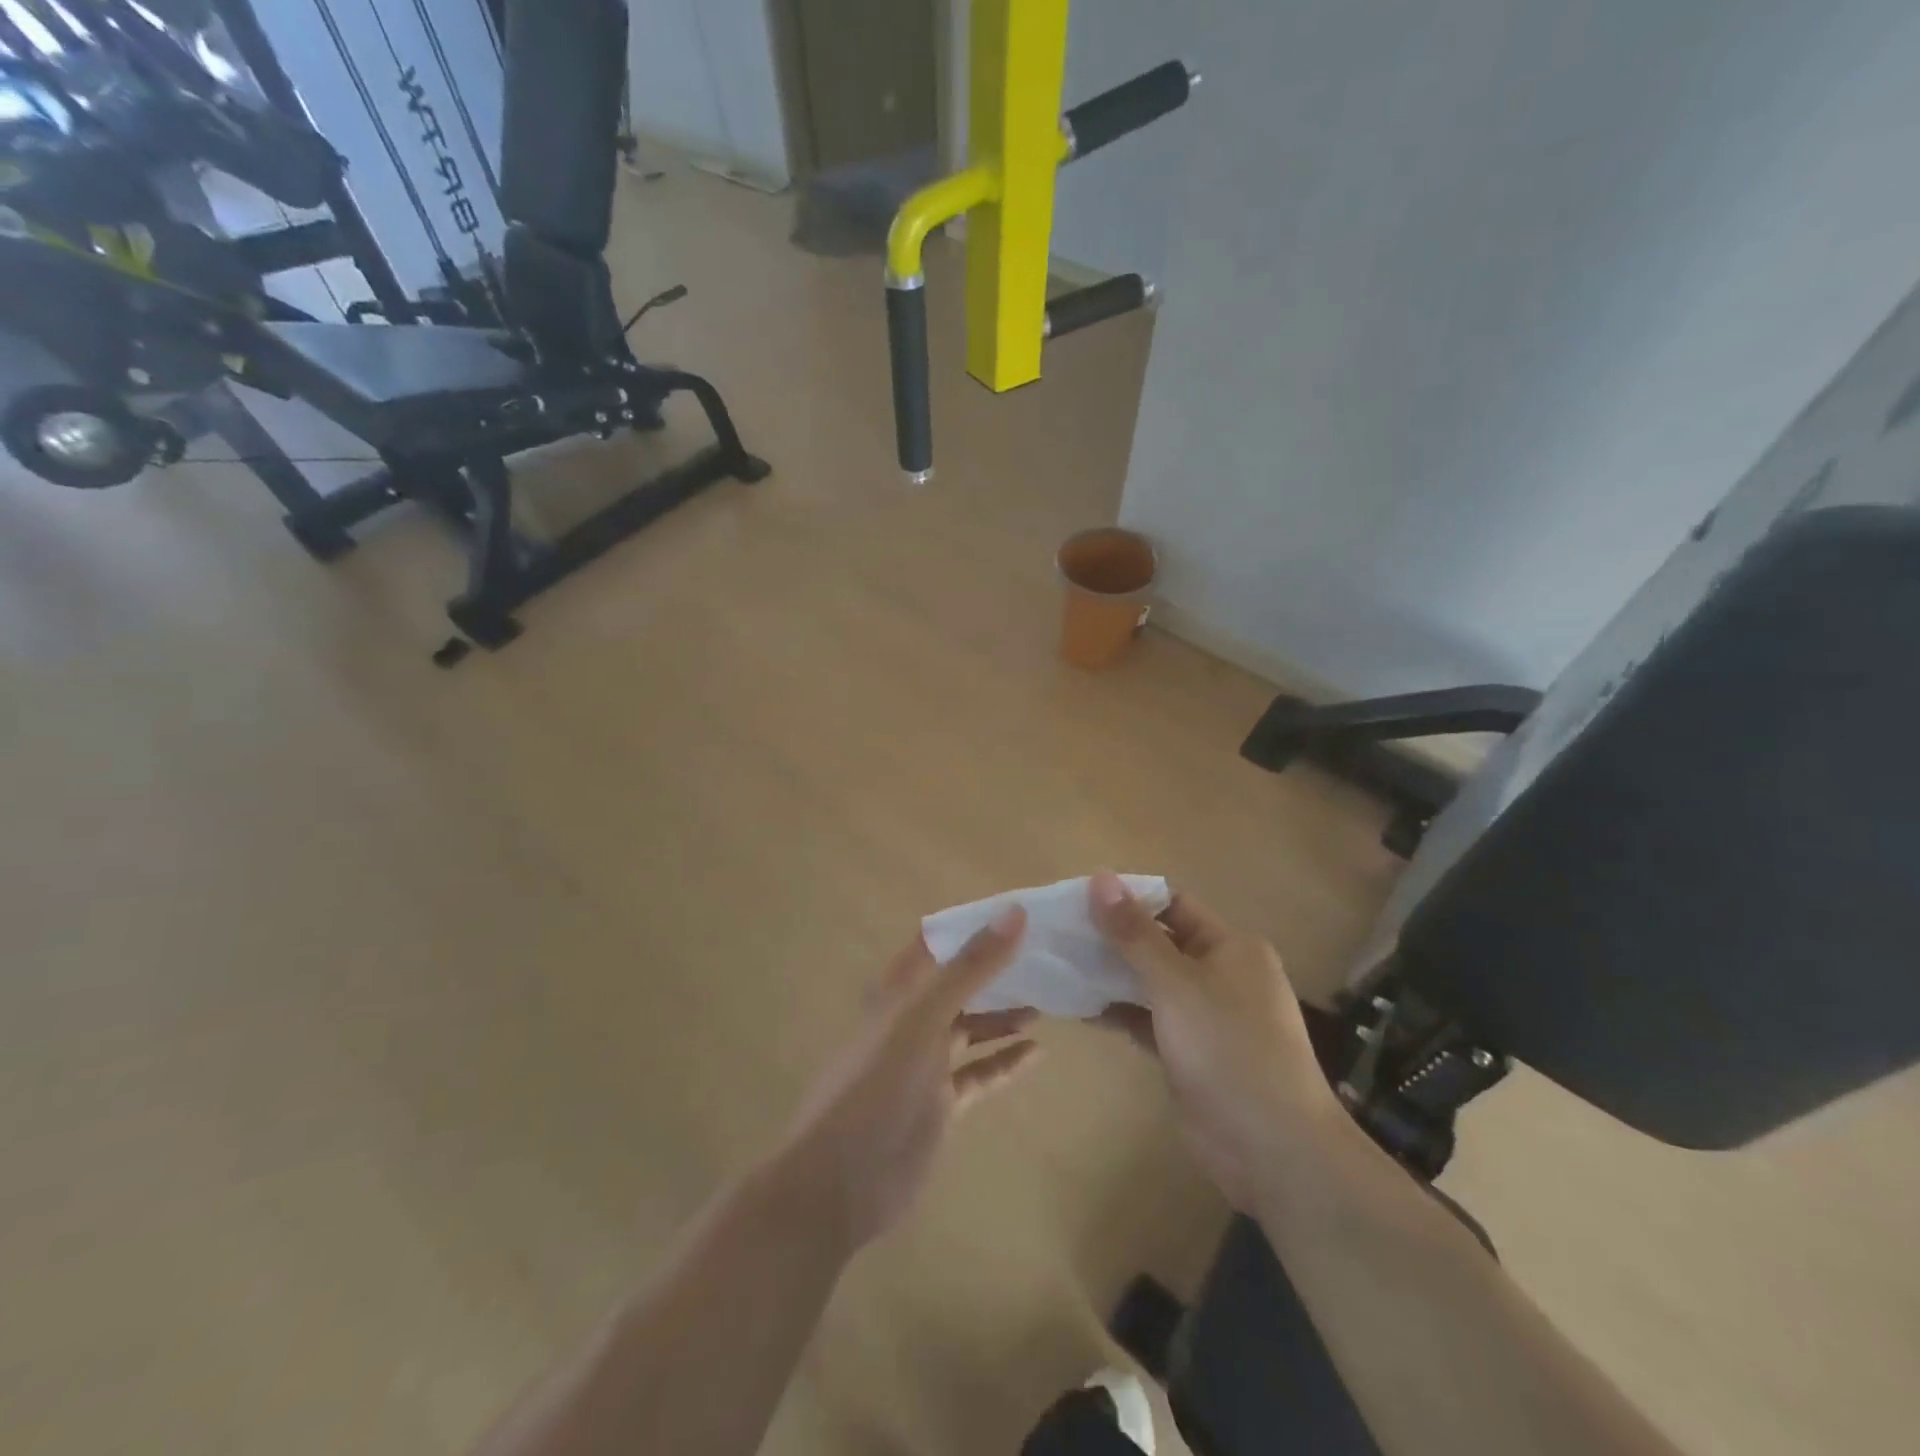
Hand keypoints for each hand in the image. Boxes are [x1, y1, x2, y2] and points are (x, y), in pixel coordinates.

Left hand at [776, 906, 1039, 1252]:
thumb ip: (971, 967)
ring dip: (1005, 1013)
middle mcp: (912, 1018)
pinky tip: (1038, 1052)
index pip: (939, 943)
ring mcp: (927, 1063)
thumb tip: (1015, 912)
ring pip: (973, 1027)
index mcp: (899, 989)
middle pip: (960, 984)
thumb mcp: (924, 1016)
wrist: (841, 1181)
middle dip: (998, 969)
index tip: (1021, 911)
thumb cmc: (877, 1083)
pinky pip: (980, 1073)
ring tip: (1049, 998)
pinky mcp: (941, 1103)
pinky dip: (1006, 1061)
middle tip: (1047, 955)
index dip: (974, 926)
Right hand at [1088, 871, 1337, 1208]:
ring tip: (1060, 965)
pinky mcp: (1191, 1054)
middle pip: (1159, 944)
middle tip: (1059, 933)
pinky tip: (1079, 1008)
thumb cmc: (1227, 1047)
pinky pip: (1149, 1021)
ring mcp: (1207, 1017)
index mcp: (1231, 947)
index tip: (1078, 899)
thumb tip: (1100, 876)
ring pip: (1151, 984)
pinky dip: (1120, 1013)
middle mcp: (1222, 974)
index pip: (1173, 905)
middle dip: (1113, 938)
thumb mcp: (1175, 982)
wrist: (1273, 1148)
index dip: (1128, 899)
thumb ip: (1133, 932)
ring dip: (1111, 976)